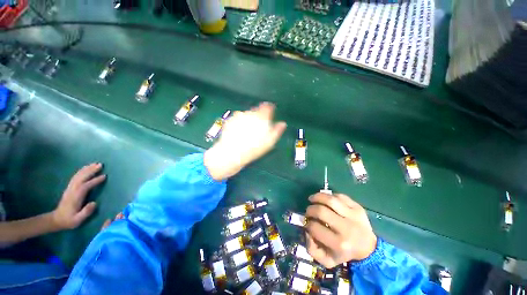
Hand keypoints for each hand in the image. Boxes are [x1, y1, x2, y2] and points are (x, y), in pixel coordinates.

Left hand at [52, 163, 106, 229]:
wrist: (56, 220)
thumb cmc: (69, 220)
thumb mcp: (77, 220)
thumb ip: (86, 212)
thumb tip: (94, 203)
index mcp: (75, 197)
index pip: (85, 186)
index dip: (94, 181)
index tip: (104, 176)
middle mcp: (72, 191)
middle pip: (81, 178)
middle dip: (90, 171)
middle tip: (100, 165)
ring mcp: (70, 188)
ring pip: (78, 176)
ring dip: (86, 169)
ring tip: (95, 164)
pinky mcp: (70, 188)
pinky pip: (75, 177)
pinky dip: (81, 171)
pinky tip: (86, 168)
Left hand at [204, 102, 286, 180]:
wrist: (232, 154)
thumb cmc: (253, 149)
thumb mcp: (269, 142)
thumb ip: (277, 131)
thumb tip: (283, 124)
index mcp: (261, 117)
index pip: (267, 107)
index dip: (269, 108)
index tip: (270, 112)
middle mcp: (250, 113)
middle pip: (256, 110)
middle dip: (258, 116)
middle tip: (258, 128)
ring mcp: (238, 116)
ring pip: (247, 114)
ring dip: (249, 119)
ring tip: (248, 132)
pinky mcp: (230, 120)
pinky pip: (238, 118)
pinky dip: (240, 122)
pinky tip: (239, 132)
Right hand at [304, 193, 376, 267]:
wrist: (368, 248)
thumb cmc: (344, 253)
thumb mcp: (327, 260)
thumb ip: (312, 249)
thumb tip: (306, 231)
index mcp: (339, 244)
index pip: (315, 227)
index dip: (307, 224)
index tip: (307, 223)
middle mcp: (347, 228)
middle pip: (321, 211)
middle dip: (310, 209)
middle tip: (308, 211)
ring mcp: (354, 215)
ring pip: (330, 200)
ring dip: (317, 197)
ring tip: (312, 199)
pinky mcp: (358, 207)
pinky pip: (340, 196)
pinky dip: (329, 195)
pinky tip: (325, 199)